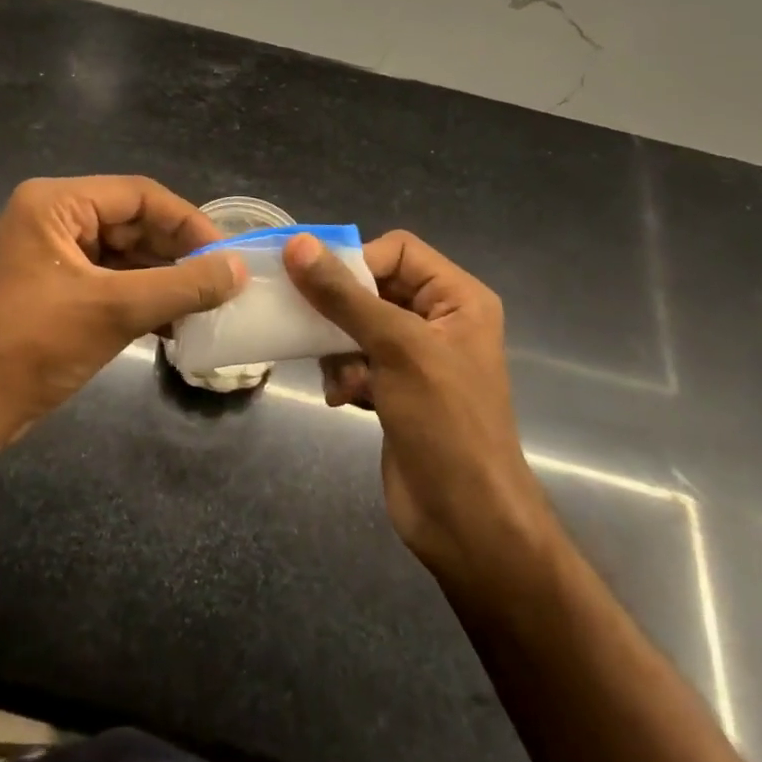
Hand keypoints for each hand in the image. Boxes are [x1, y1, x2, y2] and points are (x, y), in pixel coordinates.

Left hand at [0, 177, 244, 445]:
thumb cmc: (31, 346)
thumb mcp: (114, 310)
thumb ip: (182, 286)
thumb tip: (239, 268)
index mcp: (56, 203)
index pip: (140, 195)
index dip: (189, 223)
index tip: (227, 256)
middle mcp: (54, 217)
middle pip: (134, 222)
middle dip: (178, 254)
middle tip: (222, 284)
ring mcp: (54, 254)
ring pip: (126, 254)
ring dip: (165, 280)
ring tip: (207, 307)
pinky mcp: (56, 288)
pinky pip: (111, 280)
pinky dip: (143, 298)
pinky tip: (177, 325)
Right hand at [283, 230, 551, 579]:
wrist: (464, 518)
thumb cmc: (444, 422)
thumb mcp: (396, 348)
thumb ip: (344, 295)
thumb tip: (297, 243)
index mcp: (457, 298)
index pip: (397, 250)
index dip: (357, 263)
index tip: (319, 289)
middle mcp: (439, 320)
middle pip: (372, 287)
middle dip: (341, 312)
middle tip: (311, 329)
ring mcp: (416, 357)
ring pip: (356, 326)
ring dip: (338, 349)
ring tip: (340, 378)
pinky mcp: (396, 390)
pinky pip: (356, 361)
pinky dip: (344, 375)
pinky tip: (342, 399)